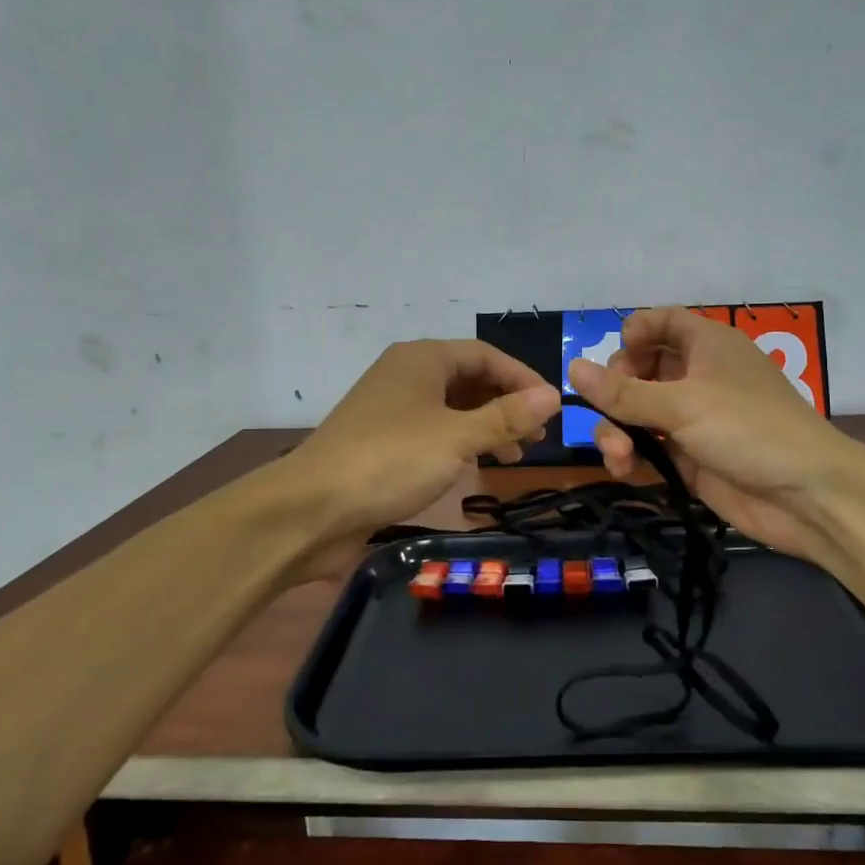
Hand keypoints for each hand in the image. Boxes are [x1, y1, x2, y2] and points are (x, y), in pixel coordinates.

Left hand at [280, 340, 559, 567]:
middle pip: (469, 379)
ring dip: (486, 426)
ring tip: (514, 455)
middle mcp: (405, 376)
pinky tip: (475, 466)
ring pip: (451, 408)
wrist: (311, 509)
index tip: (551, 408)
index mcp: (421, 360)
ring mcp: (391, 410)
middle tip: (537, 436)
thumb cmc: (390, 461)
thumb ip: (506, 416)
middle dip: (506, 404)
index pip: (485, 355)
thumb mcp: (457, 438)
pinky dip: (460, 444)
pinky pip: (433, 432)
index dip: (522, 378)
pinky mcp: (382, 442)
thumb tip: (553, 395)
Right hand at [568, 307, 864, 563]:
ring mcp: (693, 418)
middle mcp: (698, 376)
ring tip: (617, 455)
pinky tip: (624, 469)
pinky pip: (648, 446)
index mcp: (706, 345)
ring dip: (617, 430)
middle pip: (640, 368)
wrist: (808, 496)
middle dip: (615, 392)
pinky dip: (631, 455)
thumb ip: (624, 392)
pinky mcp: (689, 456)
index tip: (614, 357)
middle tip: (610, 413)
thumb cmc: (749, 429)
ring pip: (638, 412)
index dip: (634, 332)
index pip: (662, 322)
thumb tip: (572, 368)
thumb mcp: (683, 404)